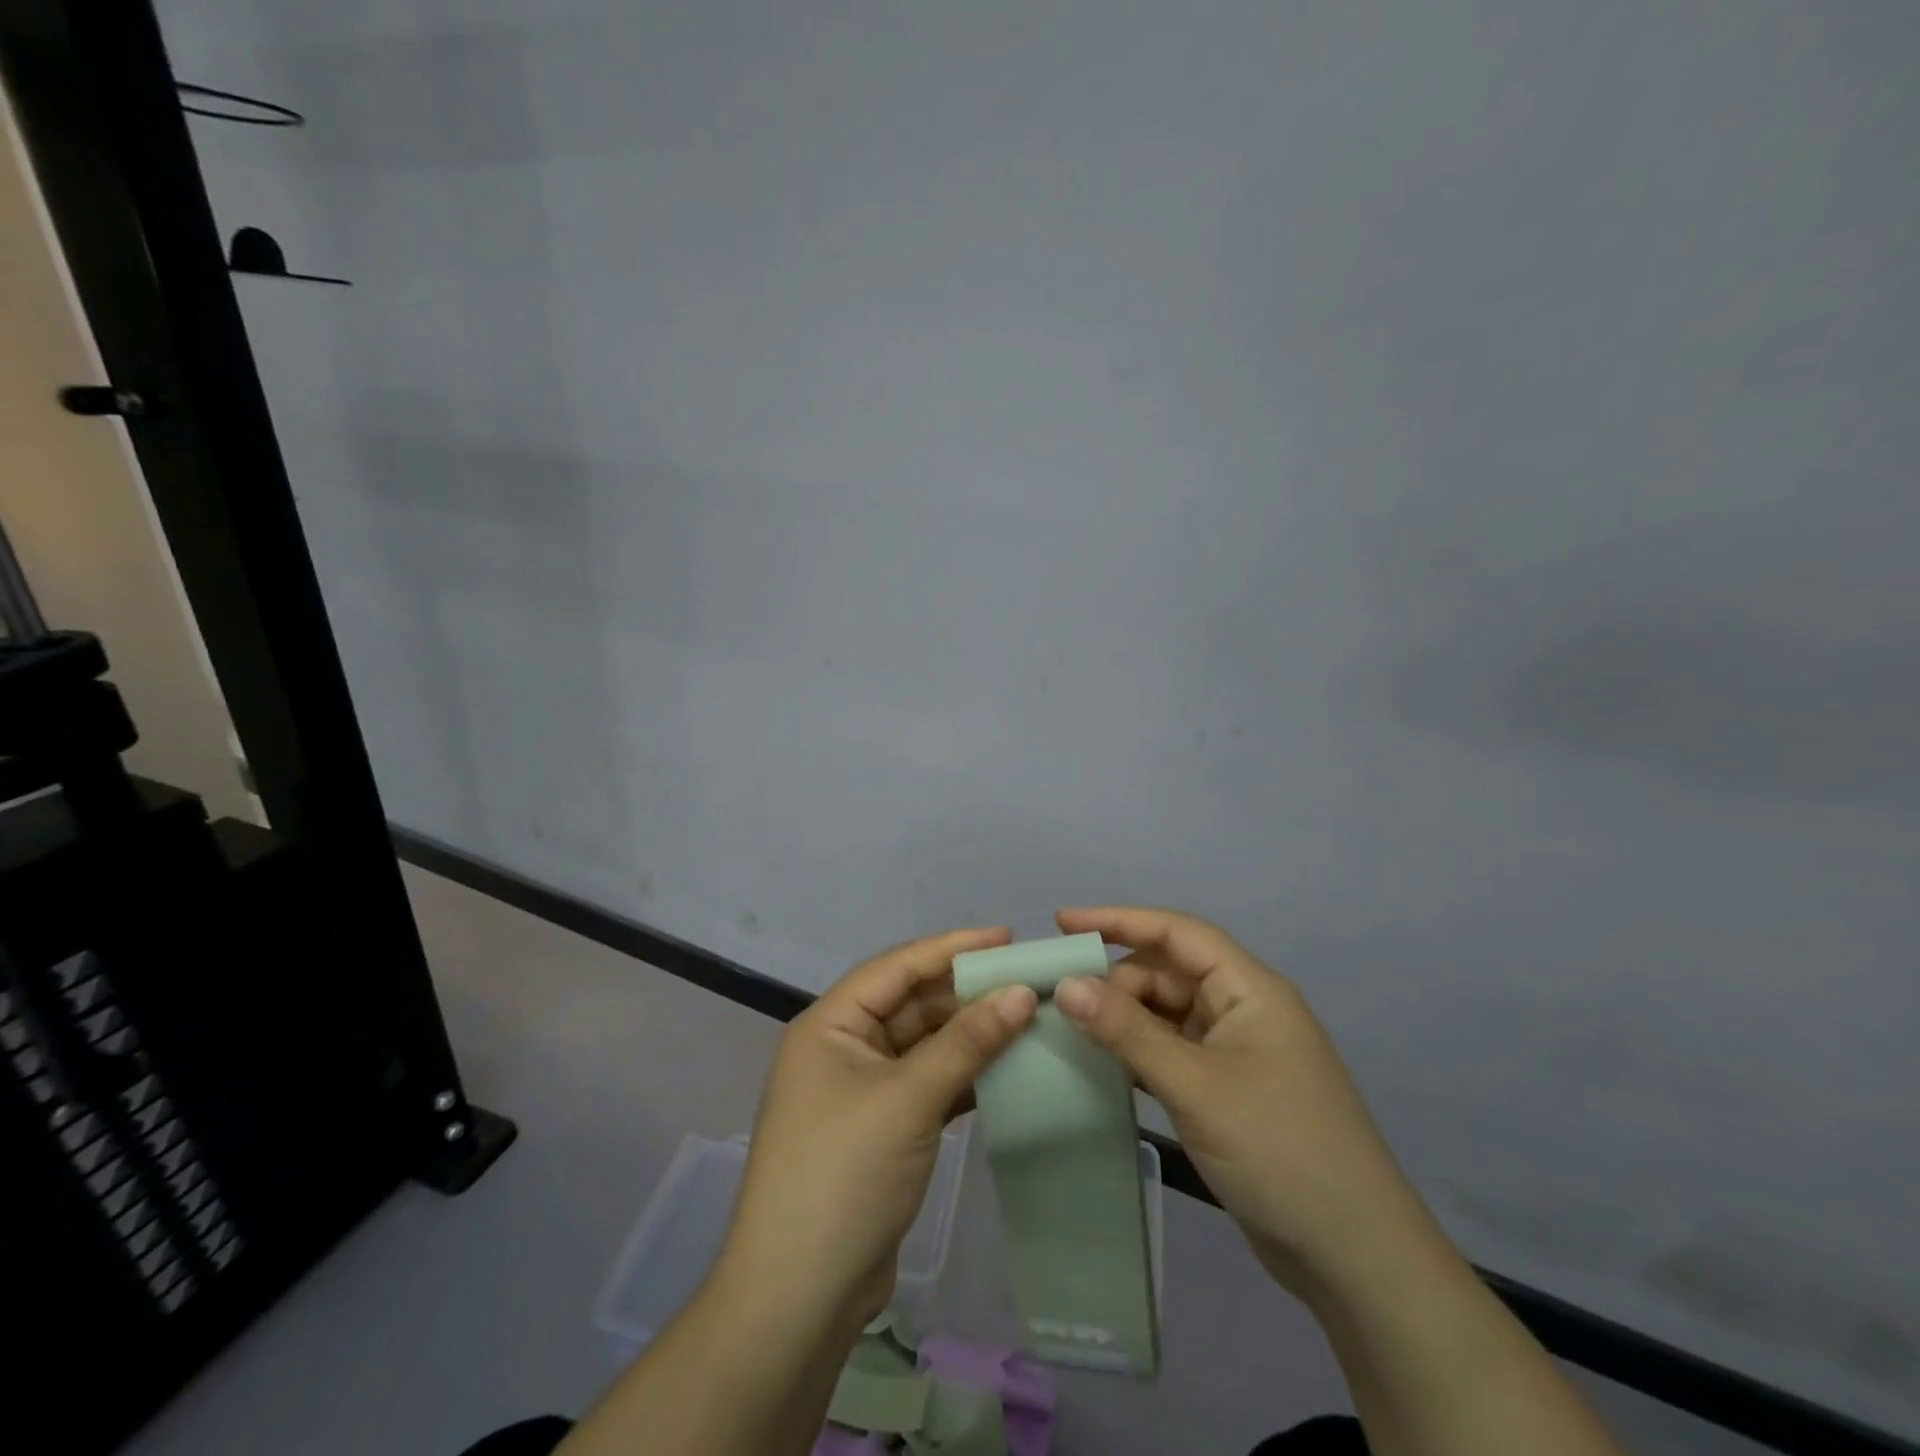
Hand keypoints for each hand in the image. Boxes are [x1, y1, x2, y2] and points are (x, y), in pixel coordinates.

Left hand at [716, 927, 1038, 1333]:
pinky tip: (1007, 1069)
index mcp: (830, 1024)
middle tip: (1028, 981)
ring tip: (1028, 1019)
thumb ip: (966, 1043)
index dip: (952, 948)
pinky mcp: (882, 1128)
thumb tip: (1022, 993)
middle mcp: (842, 1047)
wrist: (798, 1299)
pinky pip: (928, 1083)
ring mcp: (862, 1090)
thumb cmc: (843, 1175)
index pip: (897, 967)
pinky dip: (964, 1075)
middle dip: (967, 994)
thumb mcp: (908, 1100)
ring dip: (970, 1035)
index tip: (1008, 937)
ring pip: (924, 1045)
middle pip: (912, 1004)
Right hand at [1052, 906, 1436, 1302]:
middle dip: (1115, 980)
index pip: (1177, 932)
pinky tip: (1104, 1065)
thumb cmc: (1279, 1150)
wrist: (1355, 1257)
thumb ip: (1128, 1032)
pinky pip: (1173, 1051)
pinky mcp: (1229, 1089)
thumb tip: (1066, 984)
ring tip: (1070, 1031)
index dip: (1118, 919)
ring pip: (1168, 1013)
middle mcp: (1244, 1009)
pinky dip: (1139, 1052)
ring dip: (1124, 1018)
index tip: (1062, 922)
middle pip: (1168, 973)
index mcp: (1249, 989)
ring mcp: (1238, 1052)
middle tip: (1060, 1004)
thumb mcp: (1195, 1086)